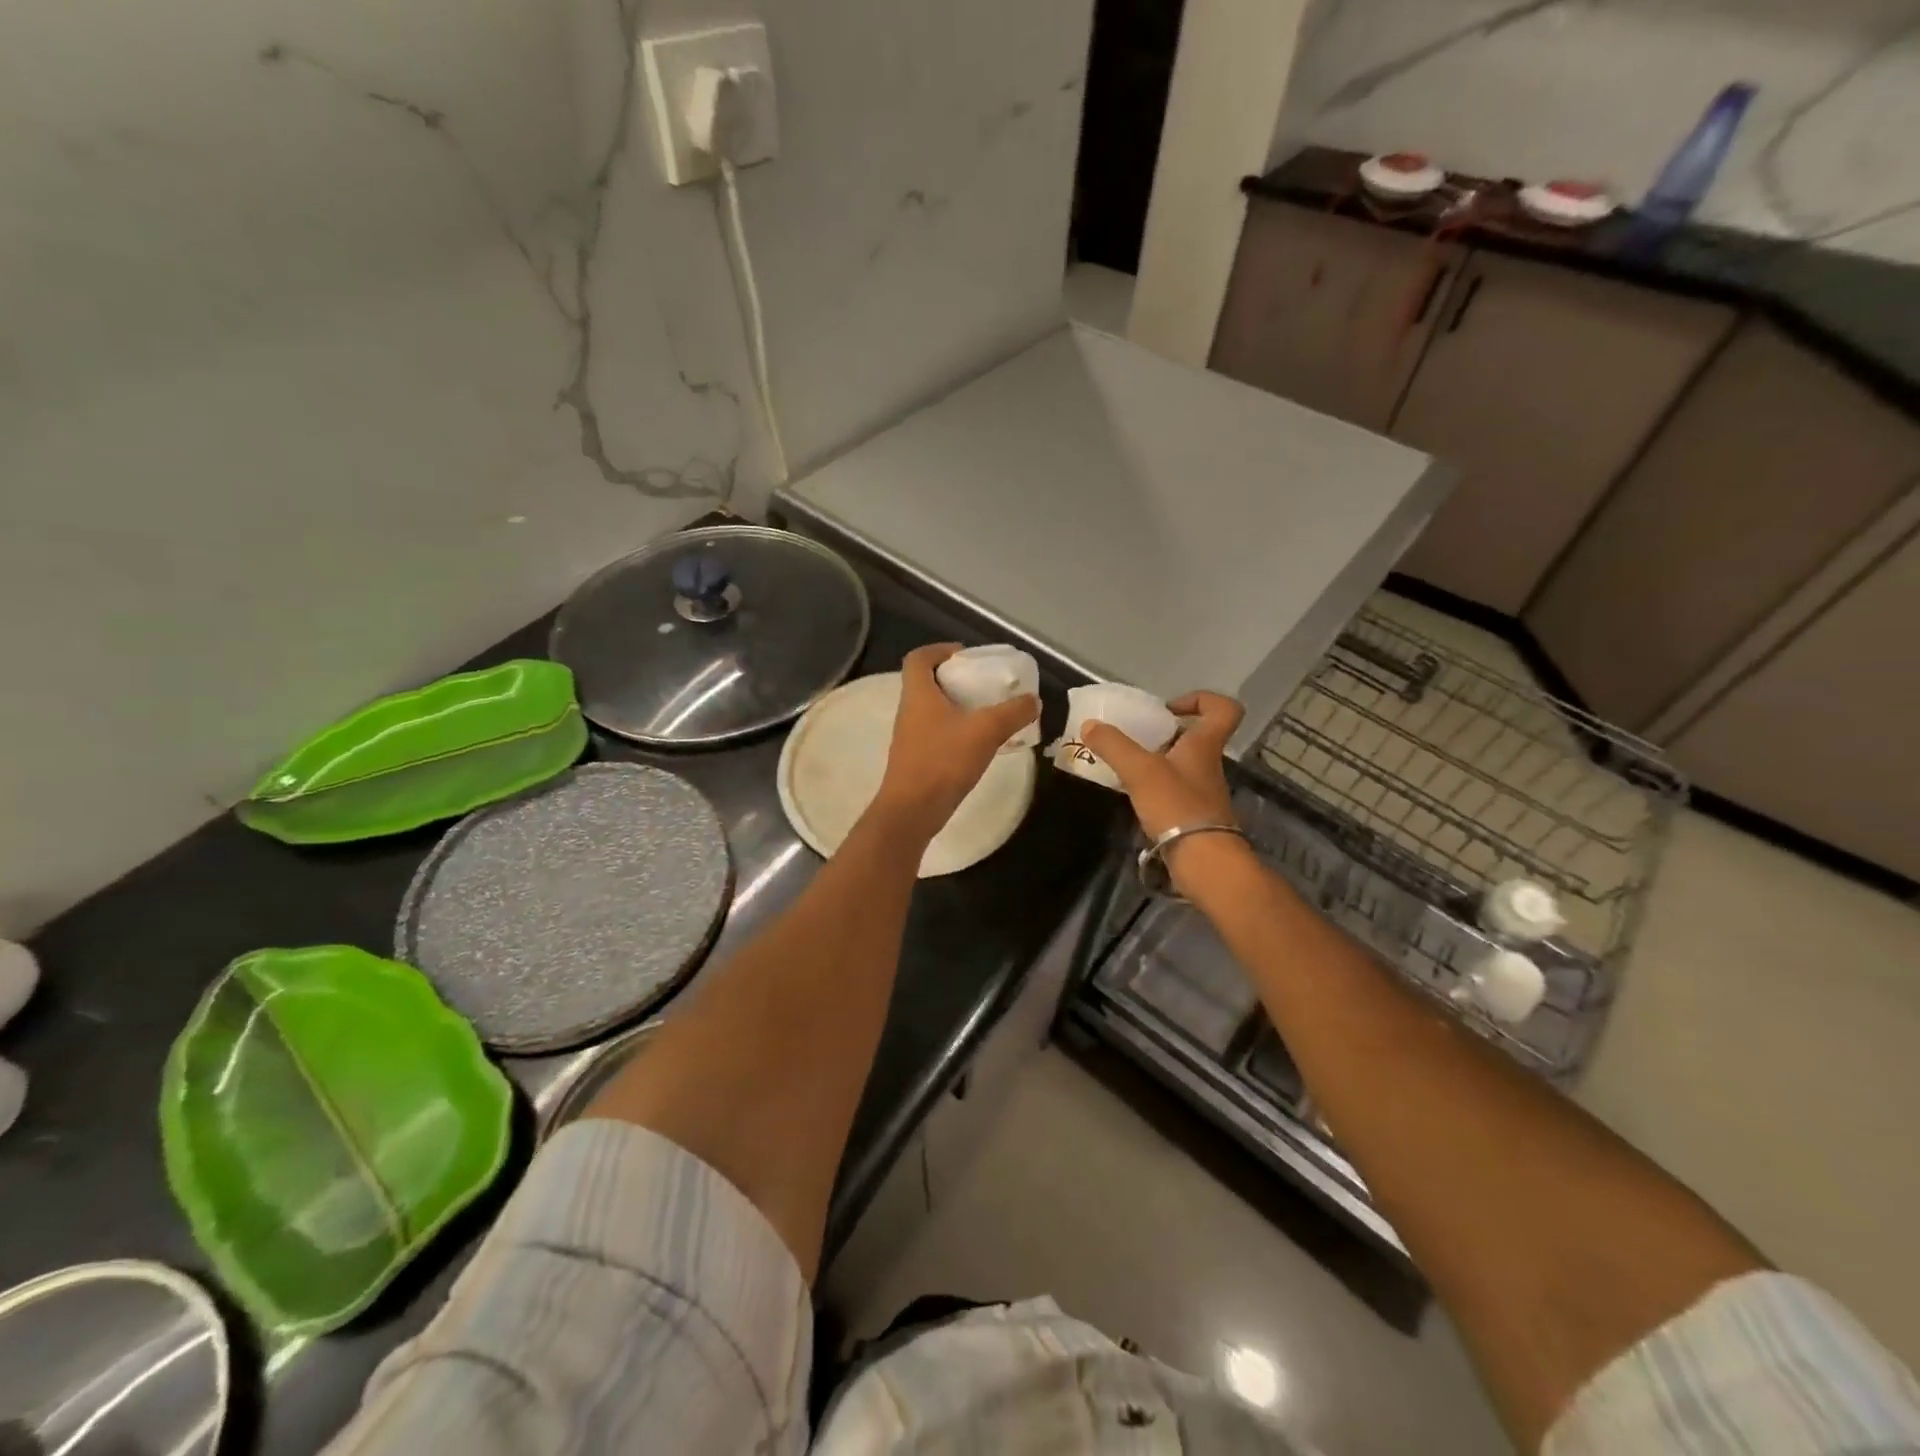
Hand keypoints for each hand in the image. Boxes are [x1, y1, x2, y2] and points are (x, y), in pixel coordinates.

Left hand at [873, 644, 1039, 840]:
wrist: (912, 811)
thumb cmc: (943, 761)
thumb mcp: (986, 731)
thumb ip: (1013, 712)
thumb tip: (1033, 700)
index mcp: (918, 694)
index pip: (918, 658)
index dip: (939, 650)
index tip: (964, 656)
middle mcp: (909, 711)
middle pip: (927, 683)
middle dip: (955, 680)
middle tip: (984, 685)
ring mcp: (910, 737)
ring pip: (933, 711)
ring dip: (957, 707)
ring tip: (988, 714)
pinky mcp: (916, 760)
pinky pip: (937, 734)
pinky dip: (956, 731)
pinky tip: (979, 744)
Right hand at [1082, 692, 1244, 844]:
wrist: (1203, 860)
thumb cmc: (1177, 805)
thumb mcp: (1140, 770)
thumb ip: (1114, 745)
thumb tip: (1089, 725)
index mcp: (1204, 745)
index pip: (1224, 709)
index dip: (1201, 700)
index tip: (1169, 709)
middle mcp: (1208, 765)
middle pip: (1196, 737)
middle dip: (1166, 733)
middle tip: (1137, 737)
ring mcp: (1202, 792)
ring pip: (1183, 764)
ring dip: (1157, 761)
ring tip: (1127, 766)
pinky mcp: (1193, 815)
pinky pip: (1174, 790)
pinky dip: (1155, 787)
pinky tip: (1133, 794)